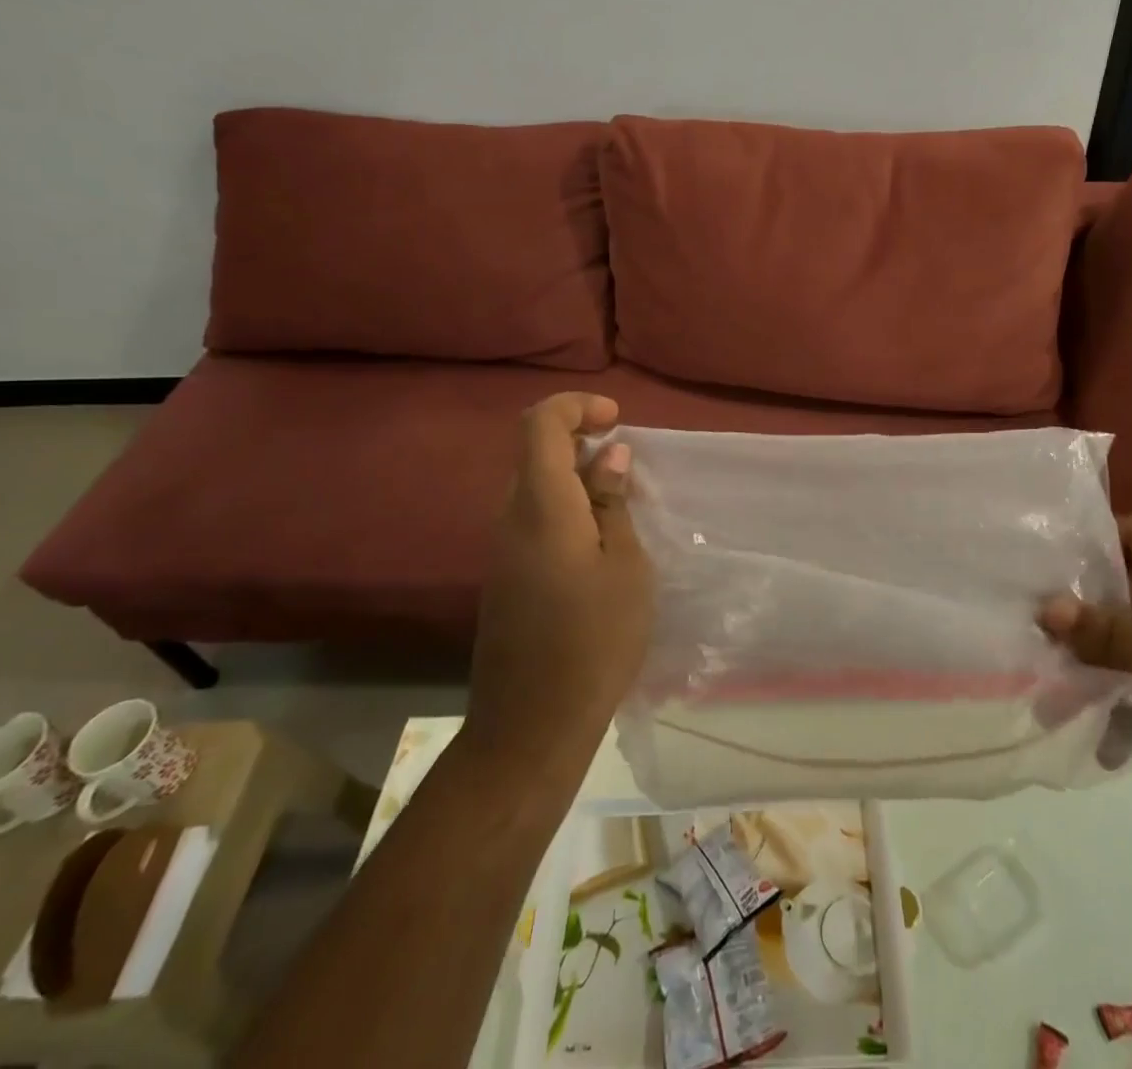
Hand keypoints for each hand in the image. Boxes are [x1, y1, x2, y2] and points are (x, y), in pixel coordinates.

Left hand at [468, 394, 652, 768]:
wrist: (531, 726)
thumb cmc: (594, 641)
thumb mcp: (626, 567)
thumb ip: (614, 503)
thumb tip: (610, 455)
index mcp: (543, 506)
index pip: (539, 424)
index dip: (576, 406)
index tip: (616, 420)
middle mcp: (511, 516)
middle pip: (534, 451)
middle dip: (581, 440)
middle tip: (628, 465)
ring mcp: (502, 547)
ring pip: (534, 484)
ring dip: (576, 477)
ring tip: (622, 504)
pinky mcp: (505, 574)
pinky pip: (532, 517)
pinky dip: (566, 507)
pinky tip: (600, 542)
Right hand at [1040, 517, 1131, 861]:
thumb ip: (1111, 634)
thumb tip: (1046, 607)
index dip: (1088, 537)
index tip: (1034, 551)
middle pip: (1121, 588)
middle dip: (1074, 602)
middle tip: (1015, 609)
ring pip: (1123, 640)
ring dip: (1084, 653)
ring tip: (1026, 660)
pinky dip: (1104, 693)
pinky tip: (1060, 706)